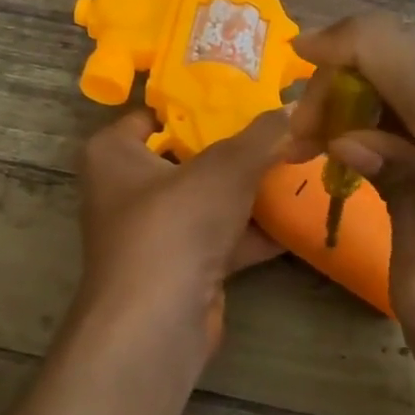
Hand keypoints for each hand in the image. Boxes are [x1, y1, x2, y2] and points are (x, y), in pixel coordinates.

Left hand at [76, 108, 296, 349]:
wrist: (158, 320)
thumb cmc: (174, 223)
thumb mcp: (225, 167)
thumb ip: (262, 136)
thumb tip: (297, 105)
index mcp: (114, 154)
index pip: (155, 114)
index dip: (198, 102)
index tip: (246, 94)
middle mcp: (127, 191)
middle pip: (189, 158)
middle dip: (237, 150)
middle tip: (284, 129)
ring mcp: (155, 233)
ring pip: (209, 202)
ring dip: (251, 193)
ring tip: (300, 168)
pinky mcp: (181, 269)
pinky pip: (222, 239)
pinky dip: (255, 232)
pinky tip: (299, 218)